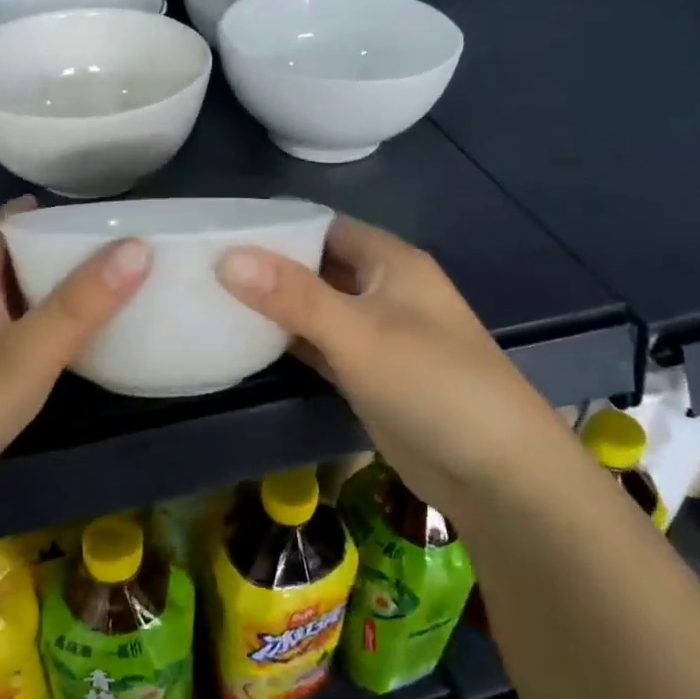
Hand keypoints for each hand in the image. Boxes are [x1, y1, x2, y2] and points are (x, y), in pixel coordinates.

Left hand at [0, 198, 150, 527]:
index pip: (1, 225)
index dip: (42, 210)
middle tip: (115, 252)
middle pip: (7, 264)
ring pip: (9, 307)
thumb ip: (81, 304)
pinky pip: (8, 344)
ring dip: (49, 295)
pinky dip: (40, 336)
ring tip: (104, 294)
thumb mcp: (25, 353)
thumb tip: (139, 245)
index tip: (95, 209)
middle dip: (54, 252)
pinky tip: (67, 353)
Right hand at [218, 214, 565, 516]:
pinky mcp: (368, 375)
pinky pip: (320, 347)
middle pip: (317, 267)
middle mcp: (384, 291)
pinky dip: (289, 343)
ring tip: (211, 301)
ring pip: (316, 309)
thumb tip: (226, 257)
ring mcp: (377, 335)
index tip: (220, 233)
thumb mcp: (357, 333)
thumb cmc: (431, 383)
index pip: (324, 227)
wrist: (494, 471)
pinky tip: (246, 343)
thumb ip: (292, 295)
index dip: (276, 228)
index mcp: (390, 262)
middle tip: (205, 269)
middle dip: (268, 269)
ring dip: (275, 308)